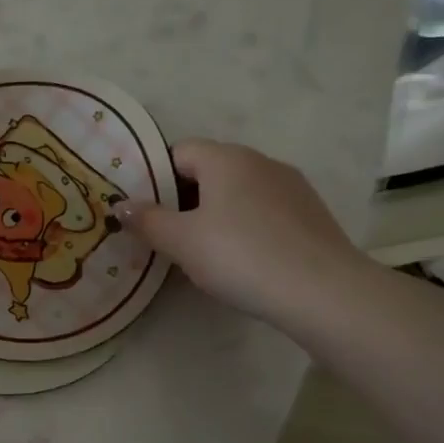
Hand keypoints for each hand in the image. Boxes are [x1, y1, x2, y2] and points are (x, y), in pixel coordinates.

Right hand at [117, 140, 373, 321]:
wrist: (322, 291)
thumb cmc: (240, 255)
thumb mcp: (181, 241)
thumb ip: (148, 220)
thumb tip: (121, 204)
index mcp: (226, 159)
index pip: (179, 151)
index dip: (155, 176)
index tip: (142, 208)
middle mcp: (260, 161)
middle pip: (210, 170)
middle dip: (184, 197)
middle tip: (164, 232)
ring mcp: (291, 186)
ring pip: (238, 191)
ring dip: (215, 212)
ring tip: (201, 249)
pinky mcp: (310, 213)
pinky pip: (263, 210)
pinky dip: (245, 225)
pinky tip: (242, 258)